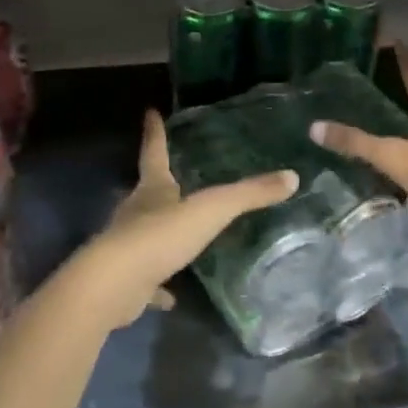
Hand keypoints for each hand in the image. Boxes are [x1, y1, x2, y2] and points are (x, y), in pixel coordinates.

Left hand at [71, 111, 297, 329]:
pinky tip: (171, 296)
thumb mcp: (211, 210)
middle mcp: (136, 213)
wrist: (115, 284)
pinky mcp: (127, 280)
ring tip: (179, 236)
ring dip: (160, 234)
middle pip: (147, 193)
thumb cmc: (161, 236)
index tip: (150, 111)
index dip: (154, 133)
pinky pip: (147, 281)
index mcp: (153, 190)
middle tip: (172, 179)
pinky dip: (158, 287)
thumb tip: (292, 177)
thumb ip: (249, 194)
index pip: (154, 153)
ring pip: (146, 234)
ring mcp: (128, 247)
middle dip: (158, 185)